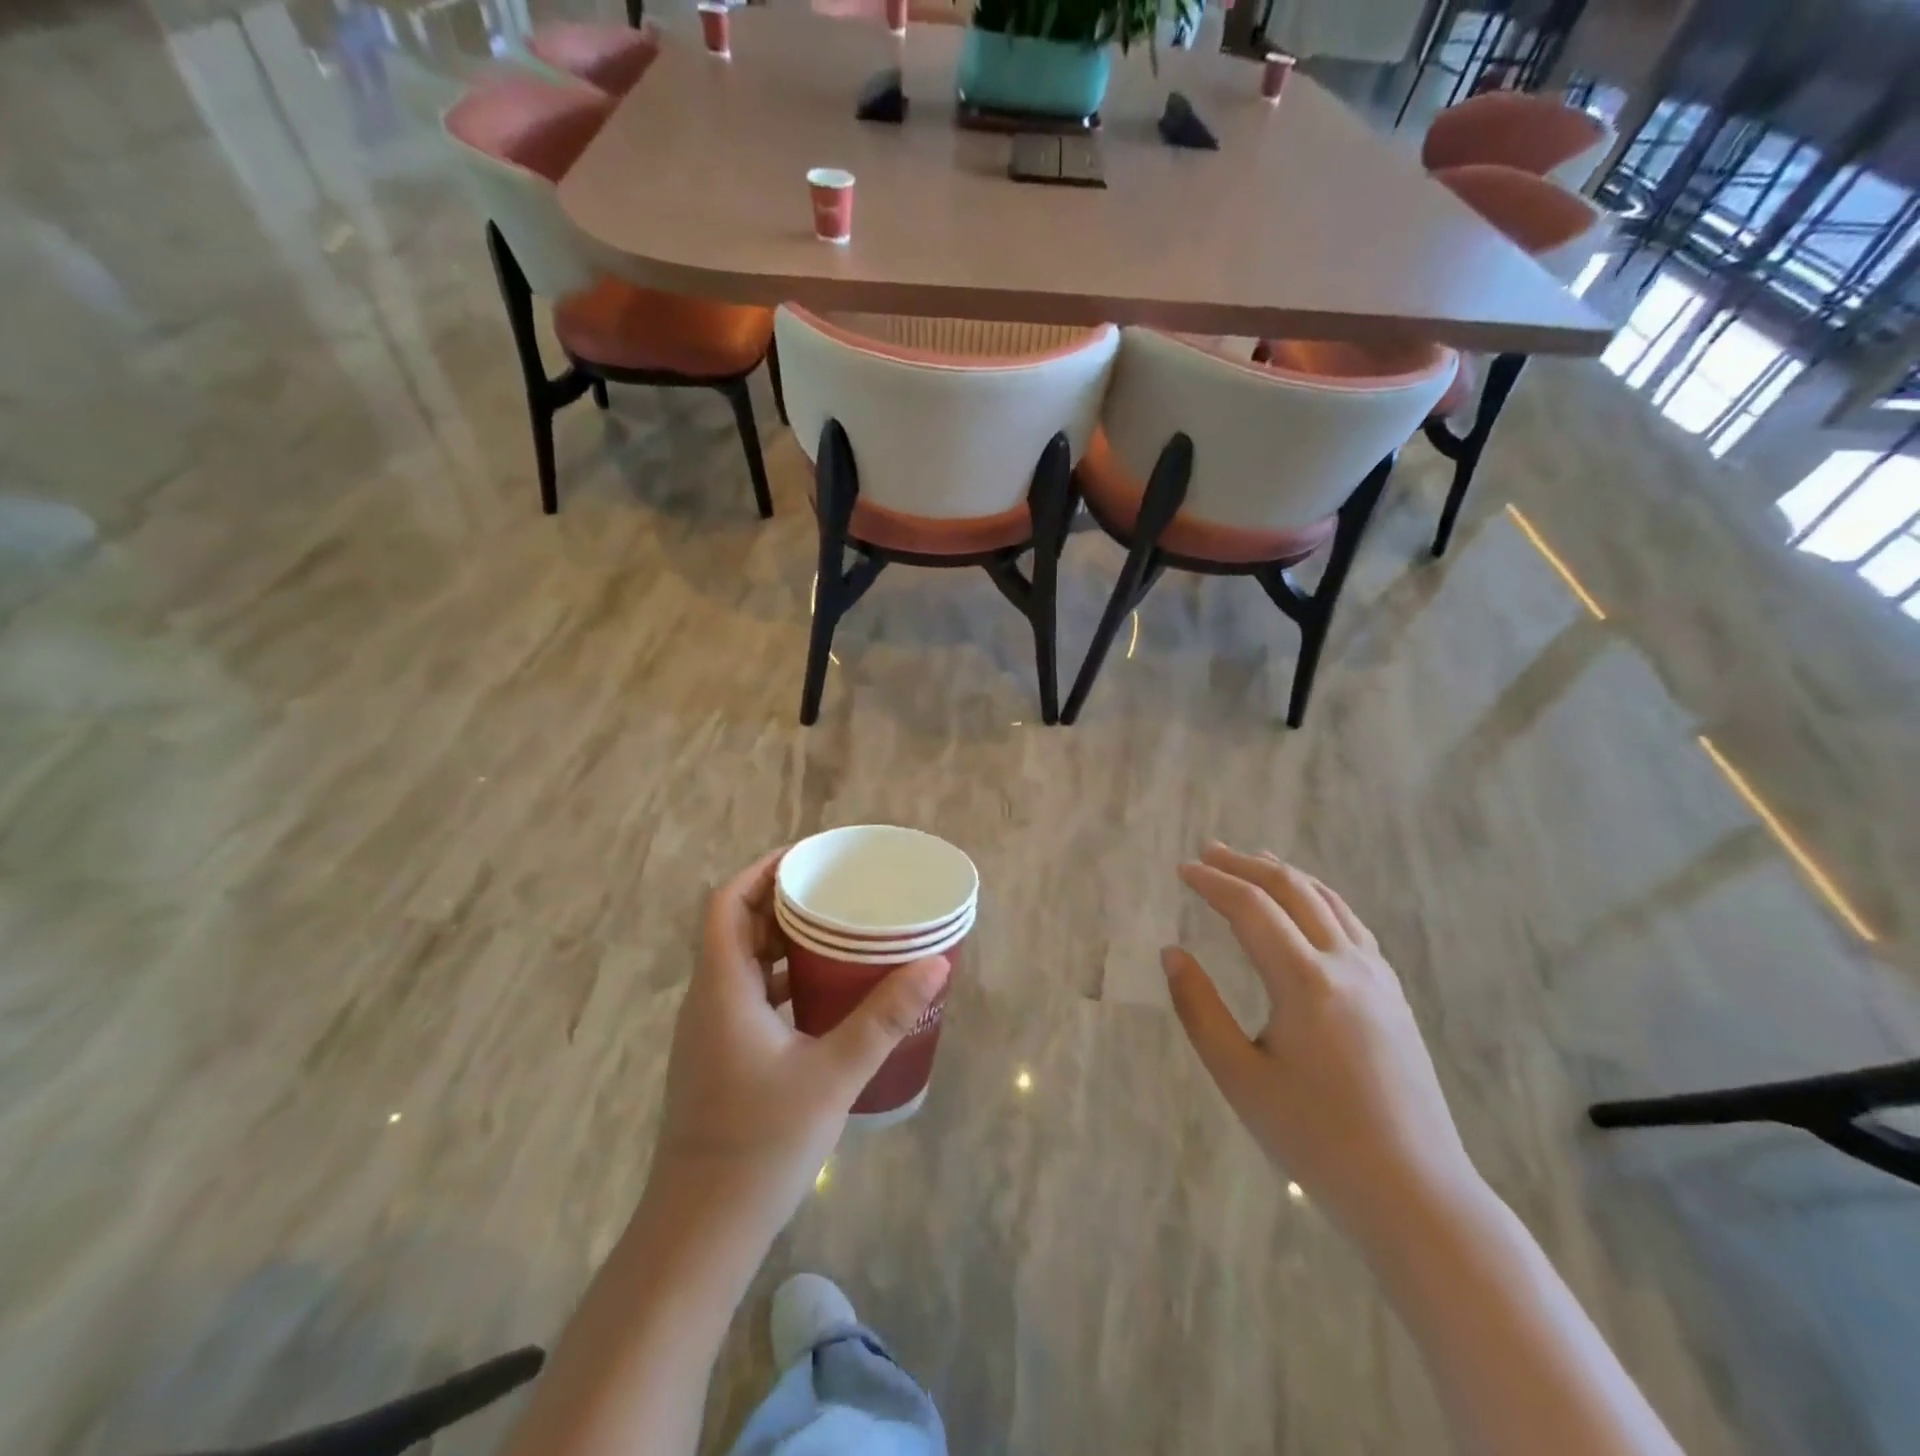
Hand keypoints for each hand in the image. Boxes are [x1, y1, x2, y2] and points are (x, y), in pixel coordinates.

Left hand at [649, 848, 950, 1233]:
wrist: (700, 1233)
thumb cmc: (760, 1145)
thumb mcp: (833, 1073)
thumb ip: (884, 1017)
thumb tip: (934, 964)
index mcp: (722, 988)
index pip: (727, 903)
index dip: (762, 871)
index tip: (809, 858)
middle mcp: (709, 1000)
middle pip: (737, 927)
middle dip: (783, 901)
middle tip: (837, 890)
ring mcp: (711, 1032)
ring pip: (744, 964)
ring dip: (784, 942)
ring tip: (838, 931)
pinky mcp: (722, 1058)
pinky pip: (751, 996)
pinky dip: (784, 980)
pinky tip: (826, 994)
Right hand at [1164, 844, 1479, 1243]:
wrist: (1415, 1191)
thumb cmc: (1314, 1139)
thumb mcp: (1239, 1078)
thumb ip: (1199, 1009)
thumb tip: (1172, 954)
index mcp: (1305, 982)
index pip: (1251, 908)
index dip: (1212, 883)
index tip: (1182, 869)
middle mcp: (1346, 964)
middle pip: (1291, 890)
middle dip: (1245, 865)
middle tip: (1208, 852)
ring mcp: (1377, 976)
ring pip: (1327, 900)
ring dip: (1284, 874)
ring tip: (1252, 860)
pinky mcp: (1393, 994)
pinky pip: (1351, 924)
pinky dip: (1318, 898)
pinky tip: (1307, 905)